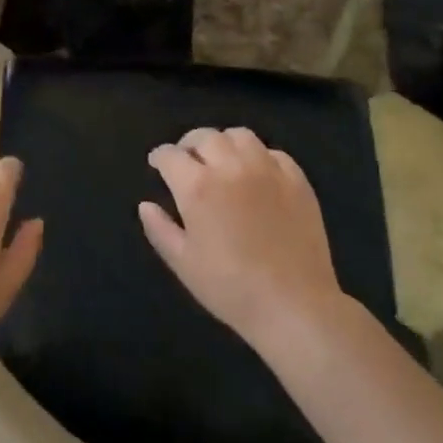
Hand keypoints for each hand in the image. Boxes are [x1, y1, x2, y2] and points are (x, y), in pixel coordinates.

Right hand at [139, 127, 346, 350]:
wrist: (294, 306)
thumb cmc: (230, 288)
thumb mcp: (183, 263)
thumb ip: (160, 229)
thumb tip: (145, 205)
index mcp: (198, 187)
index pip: (170, 155)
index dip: (159, 157)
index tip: (157, 164)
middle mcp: (231, 167)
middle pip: (205, 137)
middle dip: (189, 144)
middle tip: (187, 160)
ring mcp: (267, 170)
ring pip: (240, 136)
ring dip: (224, 143)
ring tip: (221, 160)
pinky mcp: (297, 180)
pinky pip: (273, 153)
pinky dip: (258, 156)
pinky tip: (256, 173)